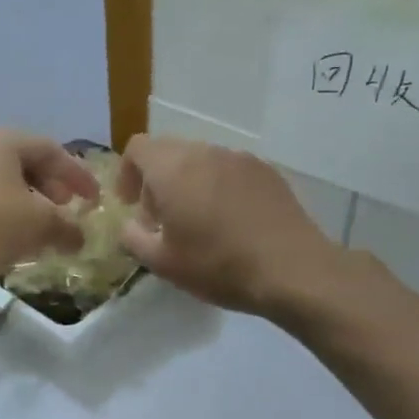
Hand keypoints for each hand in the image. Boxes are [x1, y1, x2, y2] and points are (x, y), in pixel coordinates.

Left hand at [0, 129, 99, 288]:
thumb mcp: (38, 225)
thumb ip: (67, 228)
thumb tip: (81, 237)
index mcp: (5, 142)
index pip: (53, 151)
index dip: (79, 175)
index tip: (95, 199)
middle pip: (29, 165)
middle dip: (54, 188)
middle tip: (70, 209)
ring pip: (8, 187)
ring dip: (32, 207)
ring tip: (46, 230)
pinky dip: (10, 219)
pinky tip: (17, 242)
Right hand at [116, 135, 338, 317]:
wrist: (292, 269)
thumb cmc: (217, 265)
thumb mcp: (162, 262)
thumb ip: (133, 238)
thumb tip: (130, 226)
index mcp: (173, 169)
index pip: (137, 148)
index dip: (127, 173)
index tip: (130, 205)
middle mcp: (206, 153)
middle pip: (169, 152)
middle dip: (156, 181)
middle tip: (161, 219)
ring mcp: (241, 159)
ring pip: (201, 161)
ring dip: (188, 184)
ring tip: (197, 223)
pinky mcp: (267, 172)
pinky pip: (229, 171)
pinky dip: (218, 188)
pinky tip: (229, 223)